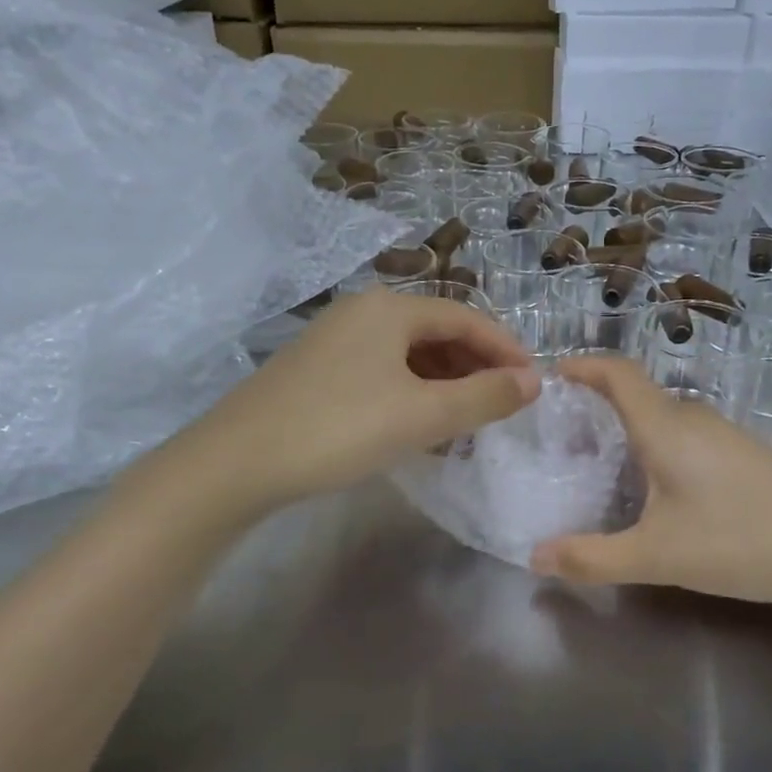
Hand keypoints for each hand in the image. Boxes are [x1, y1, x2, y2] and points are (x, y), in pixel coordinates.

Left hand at [158, 289, 539, 514]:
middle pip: (437, 332)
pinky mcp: (318, 370)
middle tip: (502, 406)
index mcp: (391, 309)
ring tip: (467, 420)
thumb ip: (484, 396)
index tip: (534, 384)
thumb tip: (534, 381)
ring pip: (409, 355)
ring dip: (445, 383)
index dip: (506, 349)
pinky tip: (419, 425)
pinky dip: (412, 393)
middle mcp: (363, 312)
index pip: (467, 317)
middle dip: (476, 367)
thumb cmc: (339, 429)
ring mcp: (335, 340)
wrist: (237, 462)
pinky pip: (383, 373)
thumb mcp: (422, 415)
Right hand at [529, 357, 771, 605]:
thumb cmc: (740, 539)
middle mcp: (692, 419)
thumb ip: (593, 557)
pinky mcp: (740, 455)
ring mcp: (721, 435)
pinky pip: (682, 436)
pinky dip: (652, 446)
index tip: (550, 377)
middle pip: (636, 395)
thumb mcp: (658, 556)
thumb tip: (535, 557)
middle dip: (594, 405)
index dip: (582, 366)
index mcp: (665, 427)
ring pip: (661, 418)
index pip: (617, 374)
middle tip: (559, 437)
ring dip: (625, 428)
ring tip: (595, 463)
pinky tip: (650, 488)